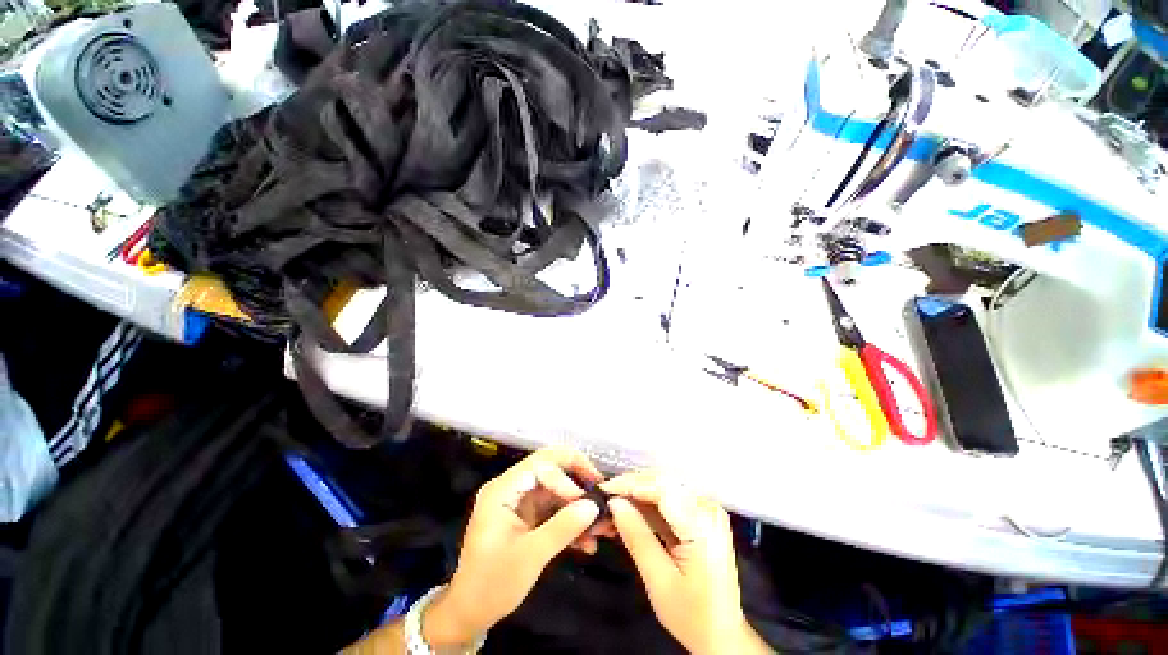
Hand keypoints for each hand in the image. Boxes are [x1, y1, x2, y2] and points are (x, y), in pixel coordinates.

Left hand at [427, 447, 607, 645]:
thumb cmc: (492, 583)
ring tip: (601, 526)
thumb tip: (593, 506)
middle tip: (601, 491)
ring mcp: (521, 501)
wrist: (471, 613)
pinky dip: (570, 521)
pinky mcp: (528, 516)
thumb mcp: (530, 556)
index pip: (540, 464)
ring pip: (556, 490)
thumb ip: (563, 527)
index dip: (566, 476)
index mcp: (504, 489)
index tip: (588, 498)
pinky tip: (587, 542)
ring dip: (578, 505)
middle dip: (577, 481)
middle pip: (551, 469)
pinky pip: (554, 509)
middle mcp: (512, 488)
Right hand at [602, 471, 770, 654]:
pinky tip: (628, 515)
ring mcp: (705, 510)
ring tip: (611, 508)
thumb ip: (637, 537)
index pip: (661, 489)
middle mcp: (707, 509)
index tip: (604, 490)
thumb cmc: (692, 615)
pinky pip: (668, 501)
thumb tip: (614, 503)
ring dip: (636, 497)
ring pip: (662, 489)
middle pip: (662, 484)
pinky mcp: (700, 516)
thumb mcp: (659, 580)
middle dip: (630, 488)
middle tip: (604, 498)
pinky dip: (646, 507)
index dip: (630, 485)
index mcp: (703, 525)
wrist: (722, 634)